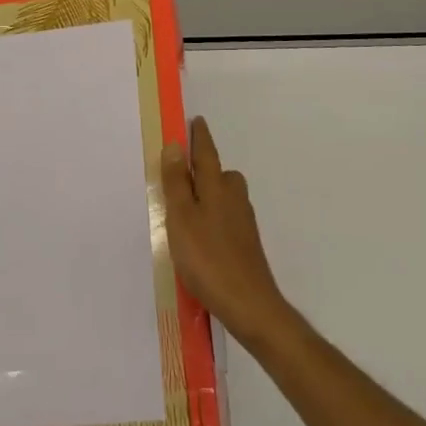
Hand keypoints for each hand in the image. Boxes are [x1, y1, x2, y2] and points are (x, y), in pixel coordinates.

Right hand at [161, 117, 293, 347]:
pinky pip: (226, 216)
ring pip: (224, 196)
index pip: (207, 153)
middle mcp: (234, 198)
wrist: (249, 304)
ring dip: (208, 193)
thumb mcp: (182, 218)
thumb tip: (176, 146)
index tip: (196, 121)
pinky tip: (201, 235)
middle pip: (220, 173)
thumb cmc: (208, 258)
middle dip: (205, 166)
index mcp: (217, 187)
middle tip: (183, 168)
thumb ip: (177, 183)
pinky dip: (213, 215)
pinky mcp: (245, 242)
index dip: (199, 137)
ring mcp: (243, 221)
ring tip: (186, 205)